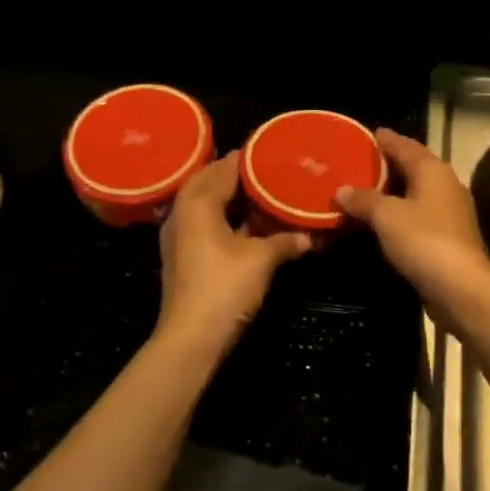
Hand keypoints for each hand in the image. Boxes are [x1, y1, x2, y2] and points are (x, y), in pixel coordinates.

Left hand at [154, 152, 310, 361]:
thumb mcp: (261, 260)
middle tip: (271, 170)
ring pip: (208, 204)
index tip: (274, 151)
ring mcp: (180, 235)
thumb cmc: (224, 287)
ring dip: (232, 198)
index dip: (249, 158)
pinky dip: (227, 219)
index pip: (225, 167)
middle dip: (239, 176)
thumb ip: (285, 241)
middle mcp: (183, 211)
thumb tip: (309, 237)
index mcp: (198, 202)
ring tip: (265, 193)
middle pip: (212, 182)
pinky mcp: (184, 255)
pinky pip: (206, 223)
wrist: (191, 338)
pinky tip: (251, 225)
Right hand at [335, 127, 489, 322]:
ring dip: (392, 191)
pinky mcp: (449, 237)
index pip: (405, 145)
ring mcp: (450, 212)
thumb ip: (363, 199)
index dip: (385, 140)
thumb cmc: (423, 241)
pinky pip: (418, 215)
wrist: (461, 289)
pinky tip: (381, 221)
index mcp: (432, 170)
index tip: (366, 135)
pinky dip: (399, 213)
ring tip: (364, 191)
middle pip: (413, 167)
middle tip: (358, 164)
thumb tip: (342, 190)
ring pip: (416, 192)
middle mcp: (445, 185)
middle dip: (387, 165)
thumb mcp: (385, 216)